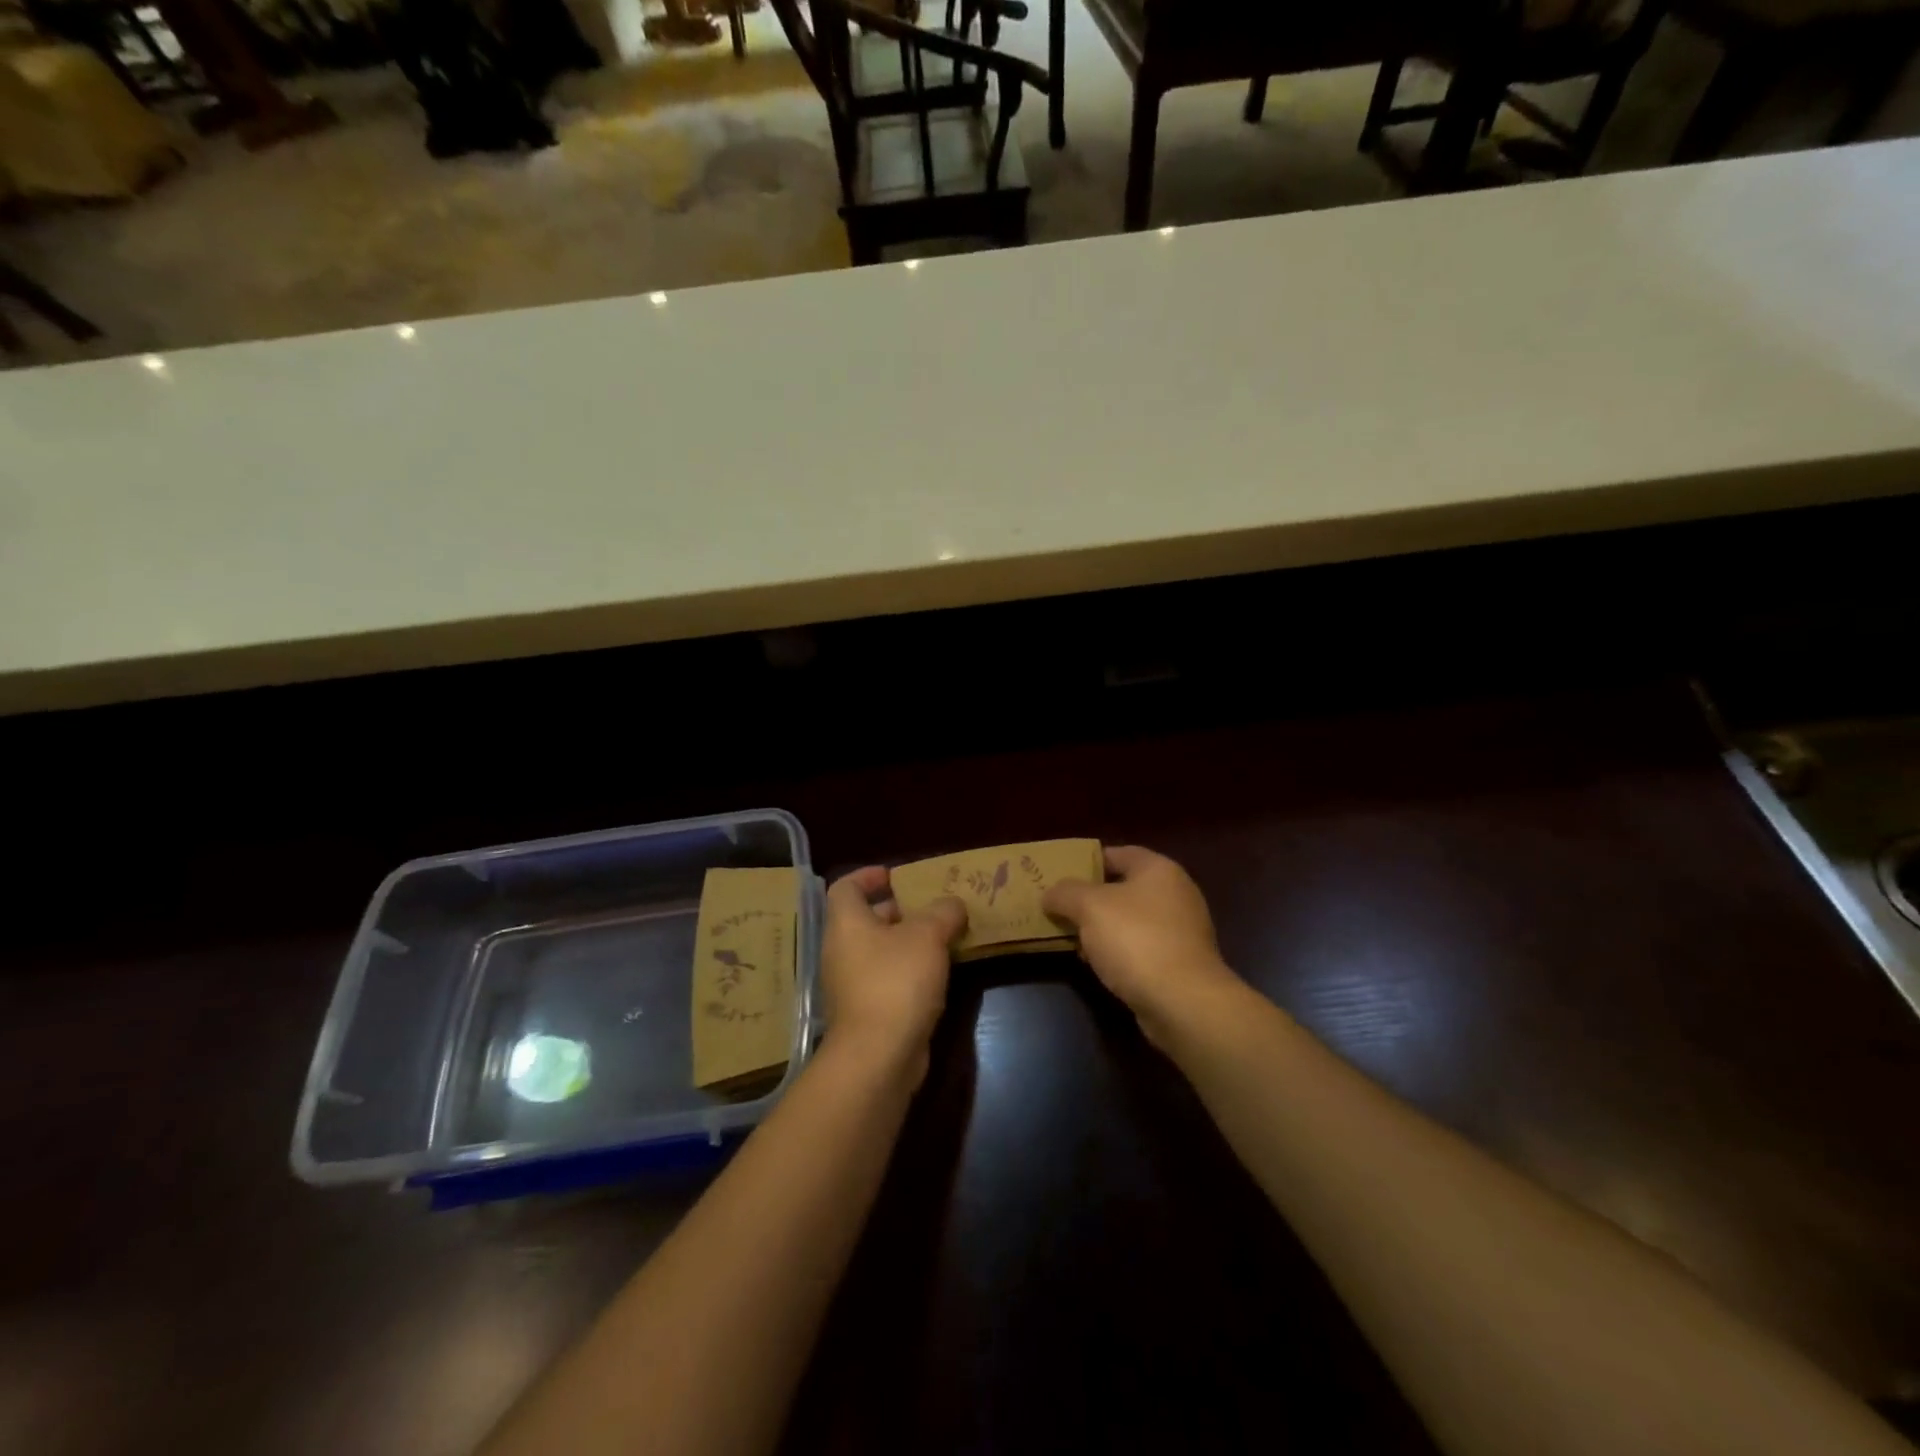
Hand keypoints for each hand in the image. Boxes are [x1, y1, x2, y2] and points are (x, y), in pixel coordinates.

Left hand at [820, 866, 966, 1083]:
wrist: (878, 1056)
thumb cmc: (896, 981)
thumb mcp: (928, 936)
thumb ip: (942, 912)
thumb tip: (952, 904)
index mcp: (846, 923)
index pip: (845, 887)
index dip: (867, 876)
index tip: (895, 876)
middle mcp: (841, 951)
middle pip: (865, 919)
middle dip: (898, 911)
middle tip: (931, 908)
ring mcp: (851, 985)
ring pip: (879, 952)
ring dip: (907, 943)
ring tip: (943, 939)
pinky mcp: (866, 1013)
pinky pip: (886, 980)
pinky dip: (908, 972)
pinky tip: (937, 976)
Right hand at [1043, 845, 1239, 1043]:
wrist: (1182, 1002)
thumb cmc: (1136, 939)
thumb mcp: (1089, 906)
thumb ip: (1065, 893)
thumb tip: (1050, 894)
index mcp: (1159, 870)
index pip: (1118, 853)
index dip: (1087, 862)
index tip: (1060, 875)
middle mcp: (1176, 893)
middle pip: (1124, 888)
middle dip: (1091, 899)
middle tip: (1060, 908)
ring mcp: (1182, 930)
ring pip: (1131, 920)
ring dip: (1103, 929)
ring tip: (1073, 940)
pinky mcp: (1180, 962)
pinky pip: (1141, 947)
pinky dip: (1119, 952)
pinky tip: (1098, 965)